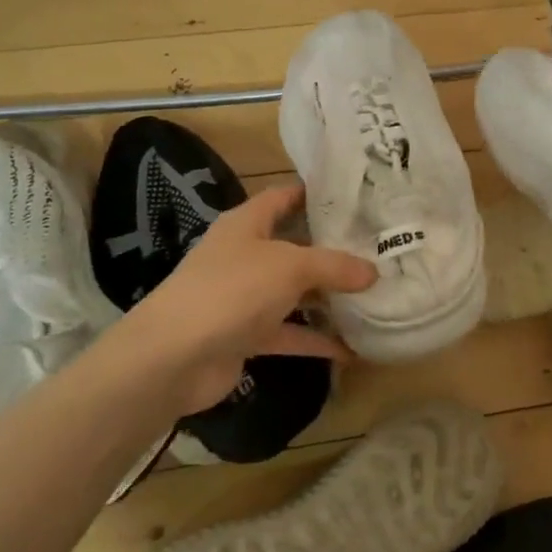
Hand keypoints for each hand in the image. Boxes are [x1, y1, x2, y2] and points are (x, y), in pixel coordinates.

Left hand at [95, 182, 376, 416]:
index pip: (284, 196)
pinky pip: (289, 333)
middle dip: (333, 249)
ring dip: (327, 297)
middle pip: (294, 246)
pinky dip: (316, 340)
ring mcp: (244, 297)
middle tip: (378, 247)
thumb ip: (335, 266)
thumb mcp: (290, 267)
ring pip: (294, 292)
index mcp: (247, 224)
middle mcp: (245, 255)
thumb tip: (373, 271)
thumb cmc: (232, 290)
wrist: (173, 357)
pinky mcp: (245, 335)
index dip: (315, 193)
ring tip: (374, 295)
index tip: (355, 196)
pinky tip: (352, 349)